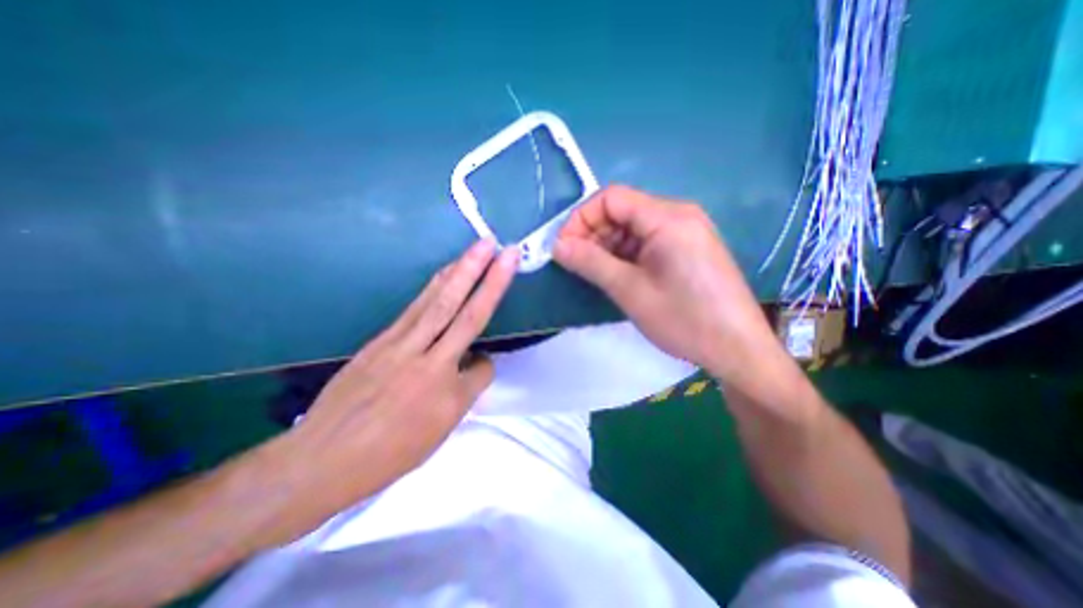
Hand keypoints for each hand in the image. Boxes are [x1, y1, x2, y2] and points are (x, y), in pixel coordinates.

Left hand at [285, 237, 516, 512]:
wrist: (320, 459)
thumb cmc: (386, 455)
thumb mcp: (437, 433)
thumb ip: (462, 393)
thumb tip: (473, 363)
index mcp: (446, 394)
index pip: (483, 367)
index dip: (487, 364)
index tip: (478, 370)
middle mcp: (428, 362)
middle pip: (463, 313)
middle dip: (486, 278)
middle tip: (500, 249)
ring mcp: (400, 345)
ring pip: (438, 302)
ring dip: (460, 271)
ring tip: (477, 248)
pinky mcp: (382, 339)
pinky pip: (416, 307)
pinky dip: (435, 286)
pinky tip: (445, 274)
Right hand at [554, 182, 782, 386]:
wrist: (738, 349)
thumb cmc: (684, 320)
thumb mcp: (630, 290)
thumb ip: (590, 262)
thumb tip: (557, 246)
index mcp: (667, 217)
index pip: (611, 198)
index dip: (581, 218)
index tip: (563, 248)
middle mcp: (678, 215)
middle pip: (622, 211)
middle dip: (593, 234)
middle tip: (575, 264)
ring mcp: (686, 231)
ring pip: (633, 227)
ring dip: (607, 246)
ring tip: (594, 273)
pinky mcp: (687, 248)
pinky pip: (647, 241)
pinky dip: (625, 254)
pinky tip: (618, 275)